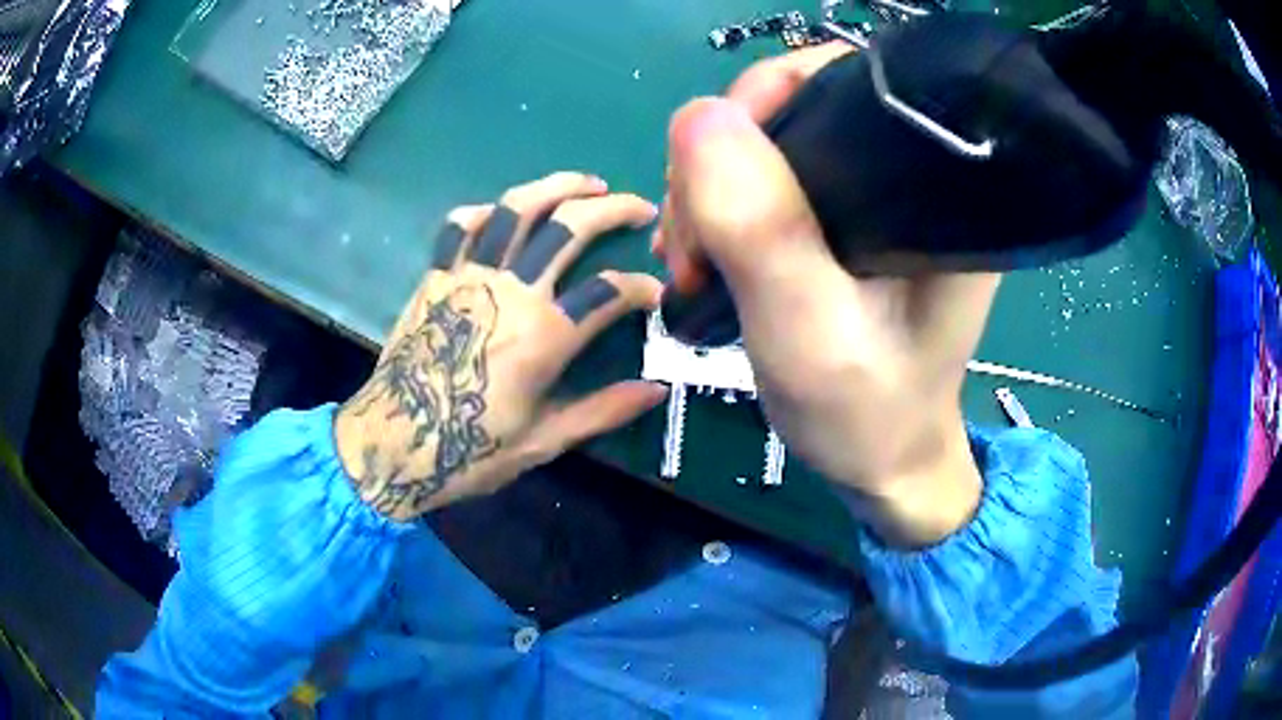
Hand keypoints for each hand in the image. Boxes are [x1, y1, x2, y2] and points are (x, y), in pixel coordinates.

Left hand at [336, 172, 666, 520]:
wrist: (395, 441)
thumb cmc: (470, 448)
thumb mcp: (544, 440)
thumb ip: (604, 410)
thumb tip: (656, 390)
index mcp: (545, 335)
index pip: (610, 293)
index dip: (642, 288)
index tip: (657, 294)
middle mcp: (512, 290)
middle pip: (570, 227)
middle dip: (612, 209)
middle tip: (638, 206)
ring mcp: (470, 276)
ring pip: (517, 209)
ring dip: (556, 186)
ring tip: (585, 183)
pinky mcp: (436, 277)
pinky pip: (460, 227)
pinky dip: (485, 211)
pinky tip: (503, 211)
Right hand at [658, 45, 999, 547]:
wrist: (882, 463)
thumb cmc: (866, 411)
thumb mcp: (811, 329)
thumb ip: (763, 226)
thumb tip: (699, 114)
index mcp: (937, 182)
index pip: (843, 83)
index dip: (764, 101)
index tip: (710, 170)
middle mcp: (914, 174)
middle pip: (796, 110)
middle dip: (723, 163)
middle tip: (693, 246)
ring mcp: (878, 198)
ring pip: (772, 148)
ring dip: (712, 193)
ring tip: (693, 264)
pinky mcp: (850, 222)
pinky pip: (771, 184)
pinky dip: (724, 212)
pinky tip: (706, 258)